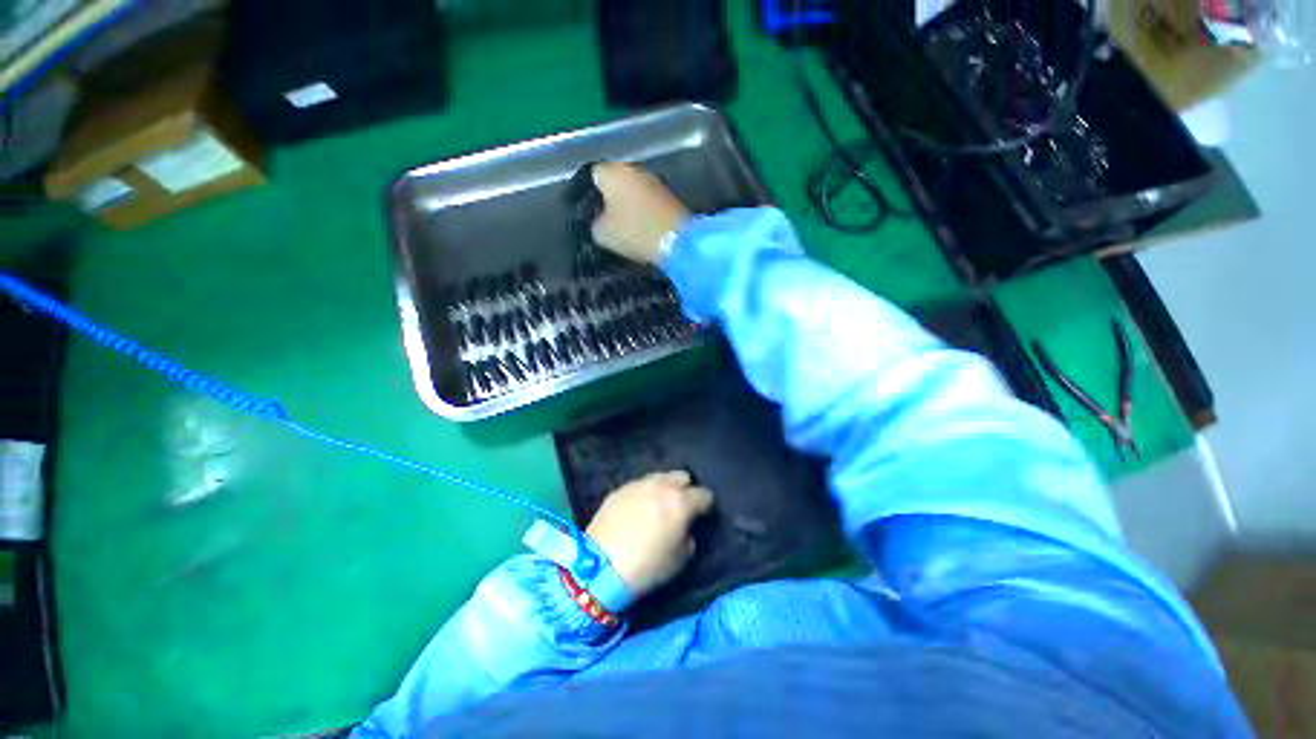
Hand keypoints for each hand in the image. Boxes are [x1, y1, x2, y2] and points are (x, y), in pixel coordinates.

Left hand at [585, 470, 713, 600]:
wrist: (601, 566)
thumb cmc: (647, 566)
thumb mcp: (680, 560)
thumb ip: (688, 536)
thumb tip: (685, 527)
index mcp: (680, 502)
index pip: (704, 494)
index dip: (705, 506)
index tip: (702, 516)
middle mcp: (661, 486)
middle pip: (682, 476)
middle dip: (685, 489)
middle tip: (680, 507)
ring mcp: (639, 484)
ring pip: (660, 476)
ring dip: (664, 488)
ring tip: (658, 505)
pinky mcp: (620, 489)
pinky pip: (639, 484)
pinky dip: (644, 493)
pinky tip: (638, 509)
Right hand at [590, 162, 691, 263]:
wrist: (678, 240)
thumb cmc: (634, 232)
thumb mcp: (602, 234)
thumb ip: (595, 222)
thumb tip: (600, 219)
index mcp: (612, 171)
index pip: (593, 175)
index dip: (589, 194)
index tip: (590, 213)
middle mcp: (633, 168)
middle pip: (616, 180)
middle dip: (611, 197)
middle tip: (607, 219)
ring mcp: (654, 180)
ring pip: (633, 189)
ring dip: (629, 204)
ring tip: (624, 225)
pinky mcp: (669, 194)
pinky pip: (648, 199)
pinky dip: (643, 210)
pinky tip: (641, 226)